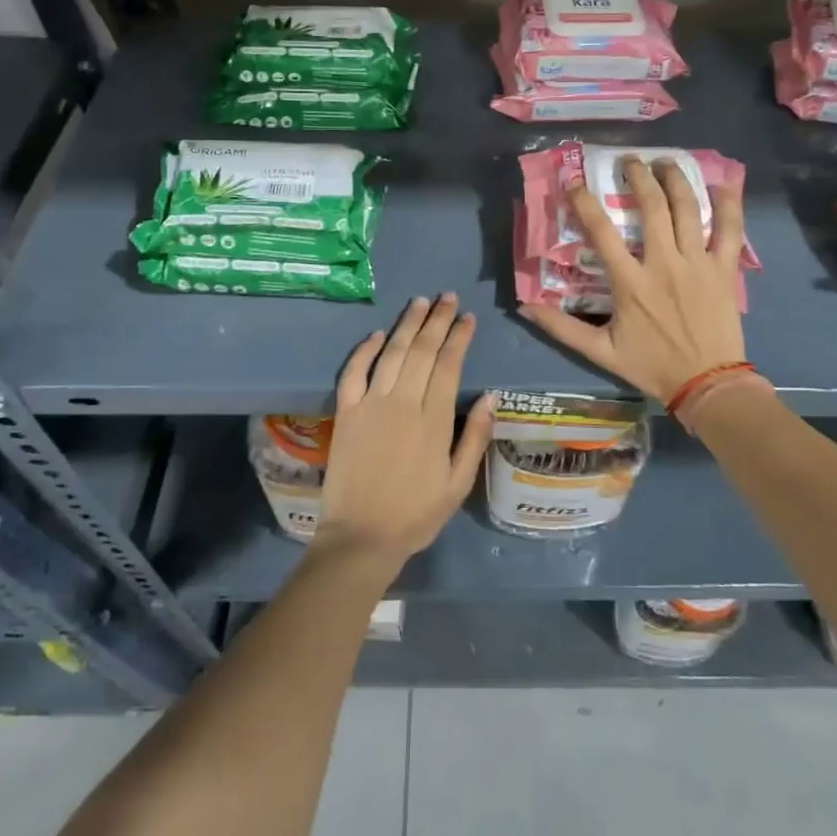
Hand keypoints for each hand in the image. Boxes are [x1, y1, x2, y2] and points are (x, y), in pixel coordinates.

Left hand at [313, 293, 495, 570]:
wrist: (360, 537)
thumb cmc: (416, 514)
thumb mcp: (458, 483)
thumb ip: (474, 436)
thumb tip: (491, 395)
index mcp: (433, 419)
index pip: (449, 364)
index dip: (459, 337)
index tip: (468, 318)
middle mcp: (402, 402)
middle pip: (422, 350)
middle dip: (437, 320)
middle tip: (447, 298)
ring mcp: (370, 404)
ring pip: (391, 352)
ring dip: (407, 324)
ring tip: (420, 302)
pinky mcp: (345, 413)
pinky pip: (353, 372)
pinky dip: (364, 350)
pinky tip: (376, 334)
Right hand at [521, 157, 746, 401]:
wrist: (708, 384)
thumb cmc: (653, 366)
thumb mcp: (601, 351)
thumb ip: (562, 328)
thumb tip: (525, 306)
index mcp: (630, 283)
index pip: (602, 232)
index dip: (585, 202)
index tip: (574, 182)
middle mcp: (664, 264)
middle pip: (652, 207)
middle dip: (639, 176)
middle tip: (631, 161)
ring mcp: (698, 263)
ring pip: (688, 209)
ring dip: (676, 179)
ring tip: (666, 162)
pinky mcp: (725, 269)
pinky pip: (730, 229)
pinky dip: (729, 203)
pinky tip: (722, 183)